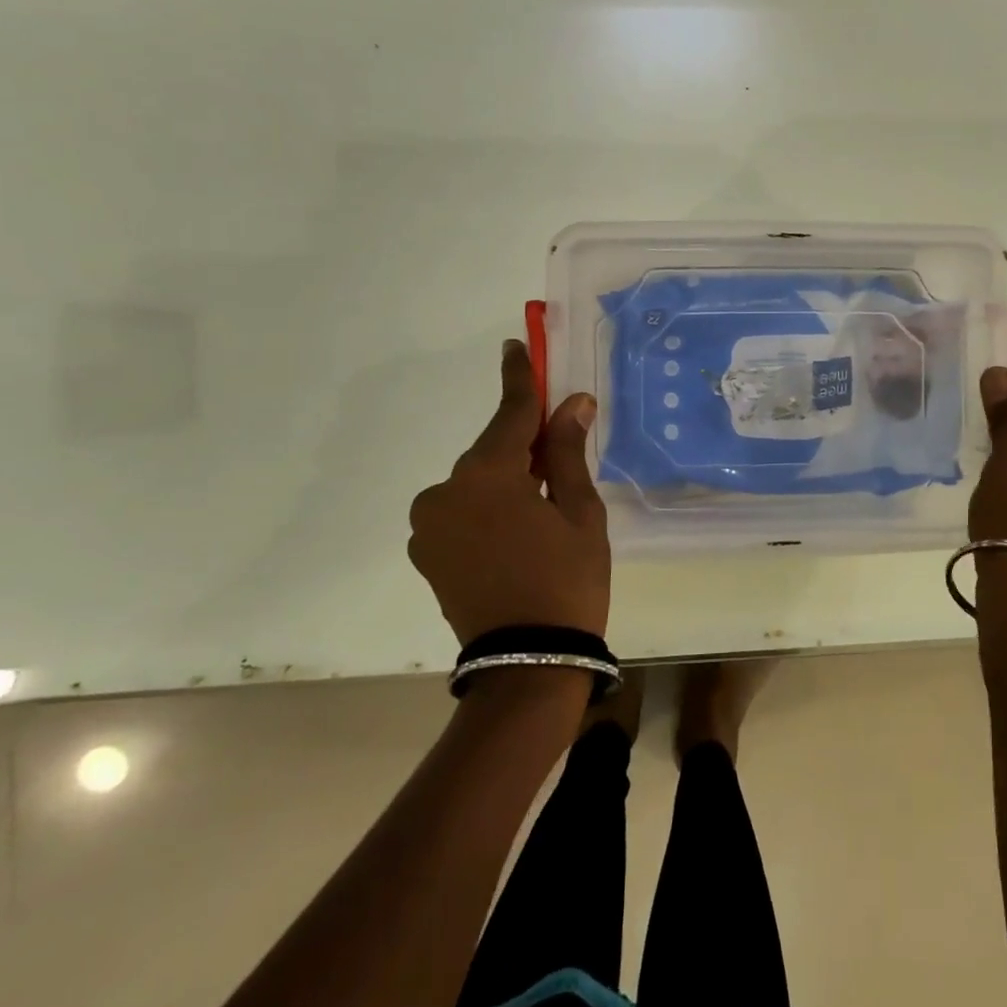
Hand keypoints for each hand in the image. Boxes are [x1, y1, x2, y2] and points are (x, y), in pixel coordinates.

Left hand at [407, 341, 610, 644]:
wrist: (528, 662)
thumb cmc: (567, 579)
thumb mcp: (580, 512)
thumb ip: (567, 452)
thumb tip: (573, 403)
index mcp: (486, 475)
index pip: (510, 413)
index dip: (519, 377)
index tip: (517, 344)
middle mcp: (445, 491)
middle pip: (493, 450)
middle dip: (524, 444)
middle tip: (558, 447)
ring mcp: (428, 524)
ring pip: (477, 482)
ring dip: (506, 480)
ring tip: (542, 509)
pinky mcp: (426, 551)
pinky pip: (461, 510)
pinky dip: (488, 506)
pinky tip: (516, 531)